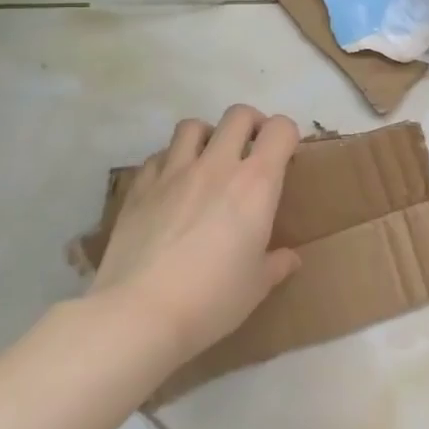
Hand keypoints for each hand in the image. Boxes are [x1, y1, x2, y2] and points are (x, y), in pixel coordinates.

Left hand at [92, 105, 302, 369]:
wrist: (139, 314)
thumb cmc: (212, 299)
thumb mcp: (256, 286)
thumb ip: (277, 264)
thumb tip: (290, 258)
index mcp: (256, 183)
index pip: (280, 129)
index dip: (288, 135)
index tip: (286, 157)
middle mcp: (217, 165)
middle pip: (238, 114)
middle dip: (251, 124)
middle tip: (251, 150)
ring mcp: (173, 172)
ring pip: (193, 126)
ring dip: (207, 136)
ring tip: (209, 161)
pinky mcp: (139, 188)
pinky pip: (158, 157)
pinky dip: (170, 162)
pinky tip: (171, 187)